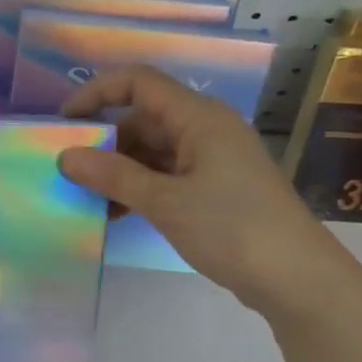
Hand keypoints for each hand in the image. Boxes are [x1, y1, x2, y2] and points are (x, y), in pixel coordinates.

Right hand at [57, 65, 349, 319]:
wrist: (296, 278)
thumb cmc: (231, 228)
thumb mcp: (165, 202)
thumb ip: (114, 176)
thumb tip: (66, 157)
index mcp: (199, 117)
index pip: (139, 83)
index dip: (97, 93)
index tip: (64, 123)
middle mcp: (206, 129)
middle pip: (143, 119)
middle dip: (105, 141)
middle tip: (69, 172)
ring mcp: (212, 160)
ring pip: (153, 151)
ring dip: (120, 171)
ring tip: (87, 199)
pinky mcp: (215, 189)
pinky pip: (167, 176)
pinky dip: (140, 189)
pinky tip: (116, 215)